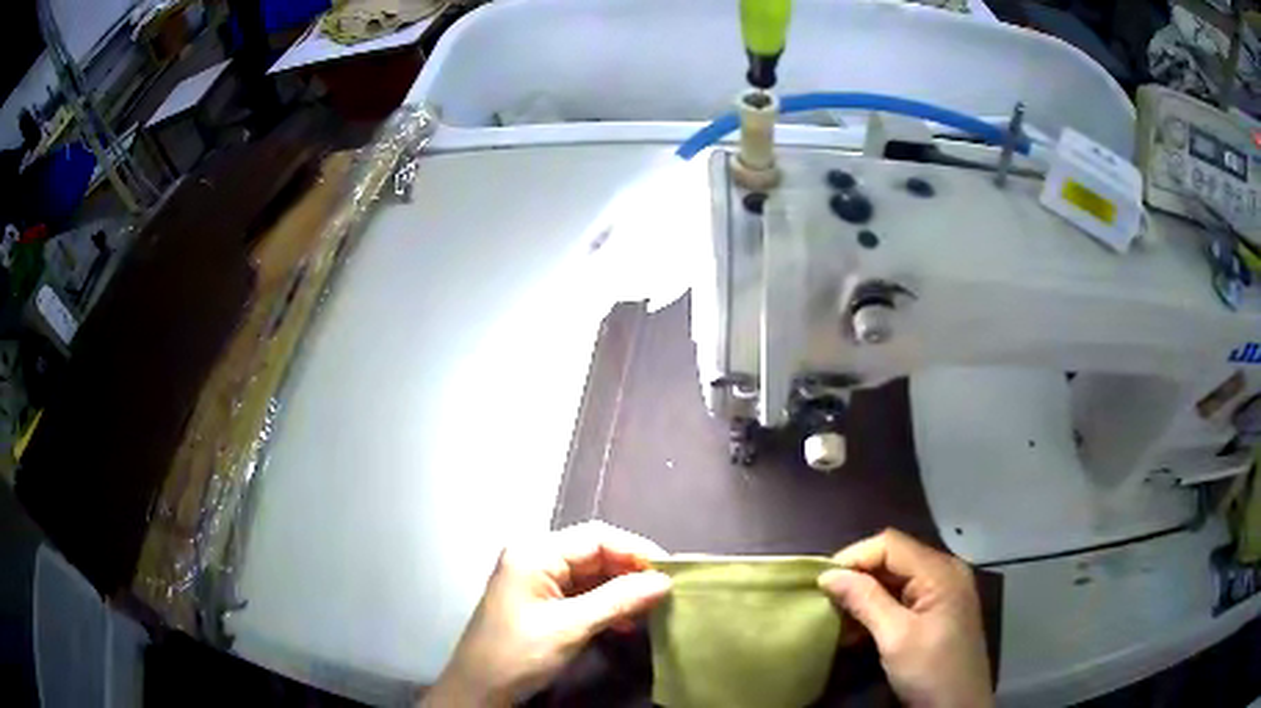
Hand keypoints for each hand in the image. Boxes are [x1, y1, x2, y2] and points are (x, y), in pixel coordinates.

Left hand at [423, 522, 671, 706]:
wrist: (479, 689)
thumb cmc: (519, 653)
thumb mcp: (570, 627)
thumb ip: (618, 600)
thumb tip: (664, 581)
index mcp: (535, 552)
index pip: (596, 537)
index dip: (636, 551)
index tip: (672, 572)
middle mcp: (536, 558)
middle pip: (595, 553)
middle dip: (631, 572)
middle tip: (667, 592)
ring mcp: (538, 581)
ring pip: (592, 575)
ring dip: (622, 591)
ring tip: (654, 608)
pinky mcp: (542, 603)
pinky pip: (582, 594)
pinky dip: (607, 606)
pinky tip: (628, 622)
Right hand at [818, 529, 991, 707]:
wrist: (959, 707)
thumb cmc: (931, 670)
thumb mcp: (895, 637)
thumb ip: (865, 601)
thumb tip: (828, 575)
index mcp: (941, 571)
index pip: (890, 544)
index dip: (854, 557)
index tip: (821, 583)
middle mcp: (944, 572)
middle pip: (894, 558)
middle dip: (858, 577)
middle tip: (826, 601)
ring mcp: (943, 591)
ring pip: (895, 578)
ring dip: (865, 595)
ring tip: (837, 618)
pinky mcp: (937, 611)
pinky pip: (903, 596)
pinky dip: (878, 608)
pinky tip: (858, 629)